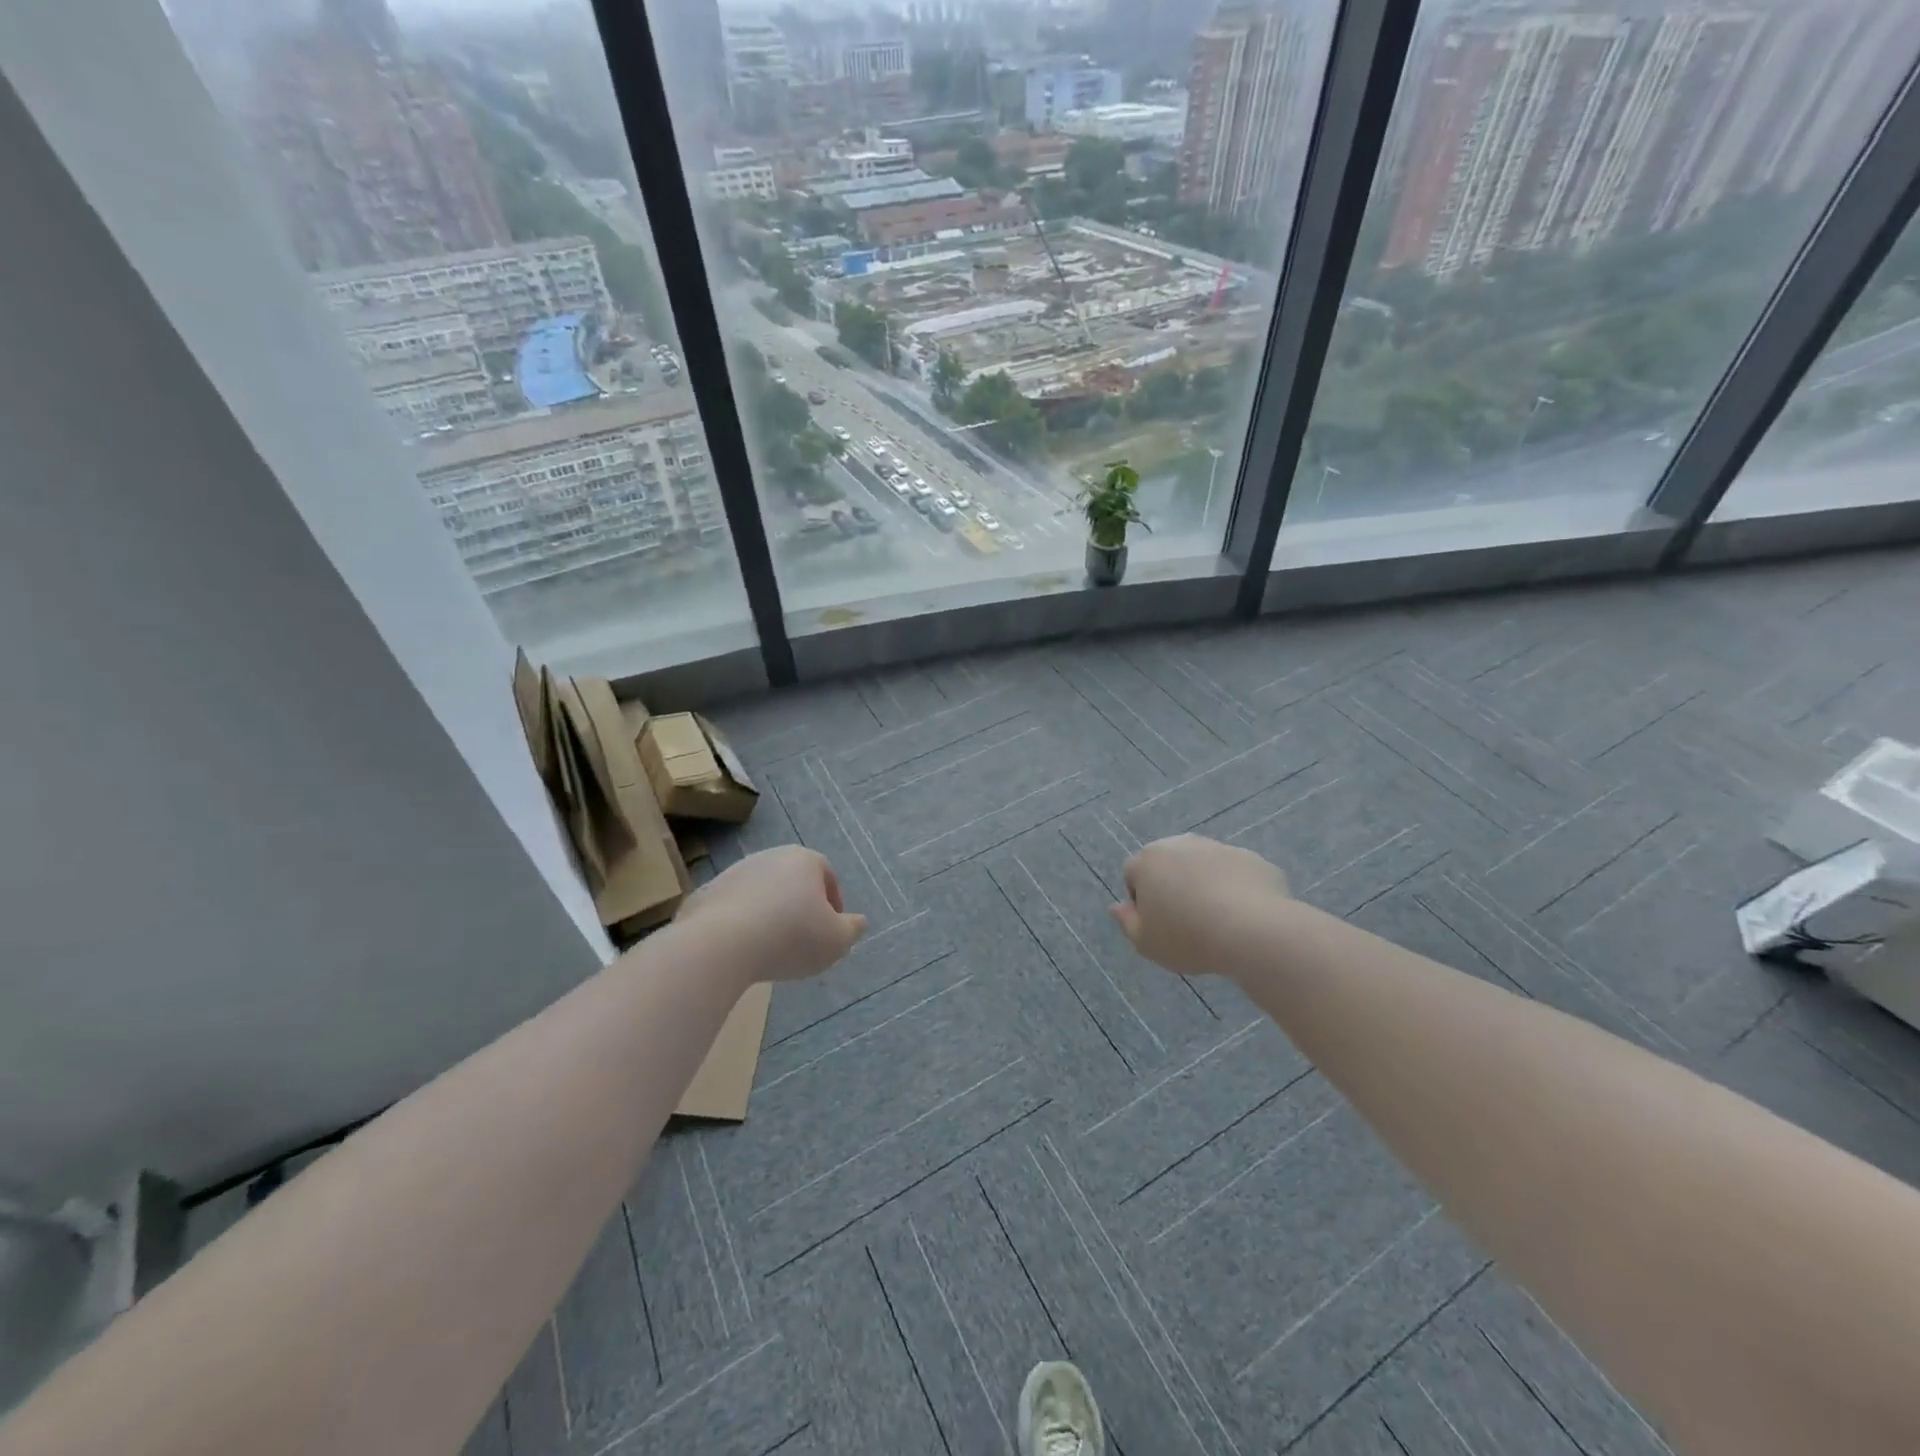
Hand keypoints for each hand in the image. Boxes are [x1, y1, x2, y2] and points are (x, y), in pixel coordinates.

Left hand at [675, 847, 866, 983]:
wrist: (720, 944)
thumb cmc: (791, 937)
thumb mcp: (836, 941)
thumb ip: (852, 930)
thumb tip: (858, 922)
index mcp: (804, 860)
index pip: (826, 874)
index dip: (833, 902)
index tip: (831, 929)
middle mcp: (768, 857)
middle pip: (792, 881)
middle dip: (799, 906)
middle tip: (802, 939)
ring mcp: (733, 873)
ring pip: (760, 893)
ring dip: (768, 915)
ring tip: (769, 948)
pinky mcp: (705, 894)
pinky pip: (730, 910)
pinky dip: (738, 925)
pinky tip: (740, 951)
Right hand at [1110, 834, 1289, 976]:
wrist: (1253, 930)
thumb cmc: (1188, 937)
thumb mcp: (1146, 943)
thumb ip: (1126, 922)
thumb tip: (1116, 907)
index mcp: (1148, 860)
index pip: (1132, 873)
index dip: (1141, 900)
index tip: (1157, 924)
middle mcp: (1180, 844)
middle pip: (1167, 863)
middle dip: (1171, 885)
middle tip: (1185, 920)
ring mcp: (1217, 847)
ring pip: (1201, 865)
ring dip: (1202, 884)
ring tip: (1216, 919)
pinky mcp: (1250, 857)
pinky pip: (1233, 872)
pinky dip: (1234, 888)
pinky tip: (1242, 915)